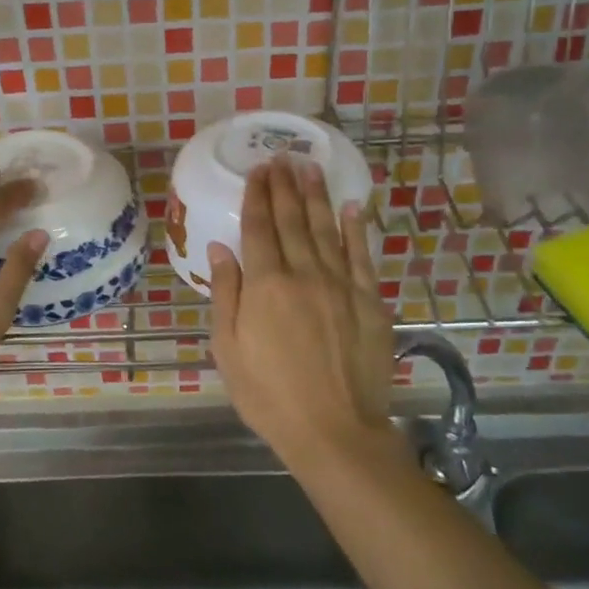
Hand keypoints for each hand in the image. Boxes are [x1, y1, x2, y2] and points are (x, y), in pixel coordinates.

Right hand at [208, 159, 394, 462]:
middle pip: (292, 220)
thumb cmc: (269, 394)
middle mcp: (304, 274)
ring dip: (317, 196)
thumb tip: (220, 248)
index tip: (257, 170)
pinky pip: (362, 256)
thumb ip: (226, 293)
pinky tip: (351, 207)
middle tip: (281, 157)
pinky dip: (357, 229)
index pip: (259, 228)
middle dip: (285, 187)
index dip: (257, 196)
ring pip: (327, 229)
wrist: (334, 430)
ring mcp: (341, 285)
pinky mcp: (369, 302)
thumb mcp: (228, 349)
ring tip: (310, 168)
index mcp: (266, 285)